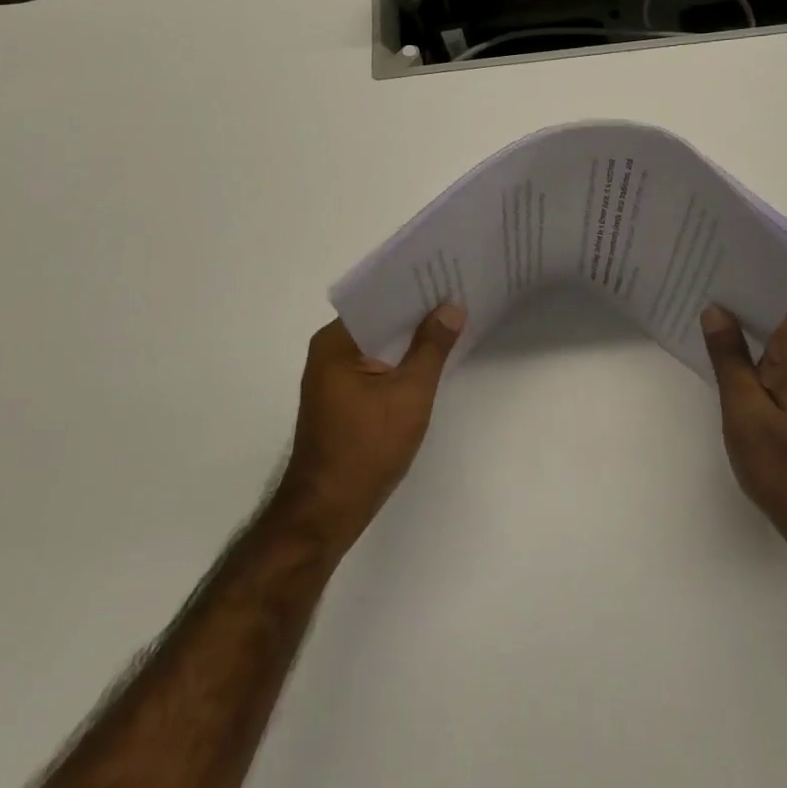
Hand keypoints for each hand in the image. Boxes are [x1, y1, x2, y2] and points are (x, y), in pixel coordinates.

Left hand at [273, 306, 464, 552]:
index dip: (413, 288)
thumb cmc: (366, 448)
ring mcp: (333, 377)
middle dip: (416, 312)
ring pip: (379, 345)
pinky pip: (376, 366)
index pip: (378, 299)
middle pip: (379, 320)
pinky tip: (430, 359)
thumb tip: (451, 308)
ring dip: (410, 338)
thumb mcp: (409, 394)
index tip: (447, 275)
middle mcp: (329, 352)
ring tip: (452, 320)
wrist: (327, 512)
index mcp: (336, 342)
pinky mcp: (342, 399)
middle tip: (459, 294)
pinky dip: (400, 361)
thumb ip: (431, 347)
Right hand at [702, 305, 786, 556]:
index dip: (746, 283)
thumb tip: (716, 310)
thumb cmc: (785, 467)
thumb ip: (730, 359)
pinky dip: (751, 359)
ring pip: (774, 345)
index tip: (712, 269)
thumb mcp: (745, 411)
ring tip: (700, 320)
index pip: (776, 302)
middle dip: (738, 306)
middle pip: (775, 320)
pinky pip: (776, 367)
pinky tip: (723, 363)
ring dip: (743, 333)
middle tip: (695, 290)